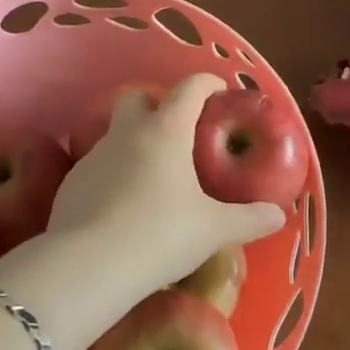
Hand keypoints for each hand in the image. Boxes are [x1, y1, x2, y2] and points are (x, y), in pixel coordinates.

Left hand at [46, 75, 285, 307]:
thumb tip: (278, 215)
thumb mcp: (214, 230)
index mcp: (166, 130)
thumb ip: (249, 219)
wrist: (89, 265)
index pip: (189, 88)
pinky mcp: (72, 183)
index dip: (207, 83)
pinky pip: (99, 167)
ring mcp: (94, 155)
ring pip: (116, 134)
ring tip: (153, 177)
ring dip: (135, 143)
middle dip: (156, 104)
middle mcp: (127, 133)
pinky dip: (114, 175)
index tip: (219, 91)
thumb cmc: (161, 235)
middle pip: (138, 97)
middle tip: (178, 131)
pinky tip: (123, 206)